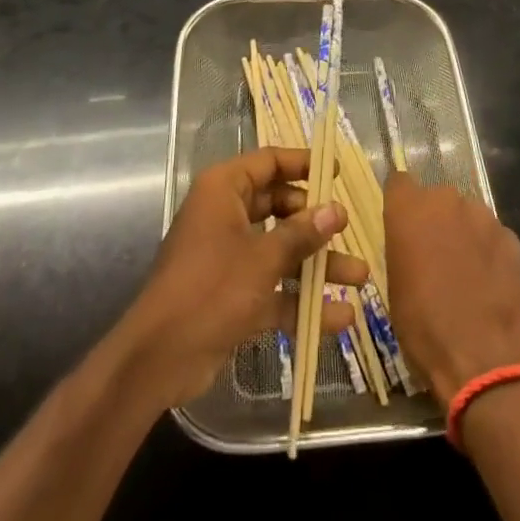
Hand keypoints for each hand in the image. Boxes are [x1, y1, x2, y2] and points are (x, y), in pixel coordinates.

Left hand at [120, 147, 367, 407]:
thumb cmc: (210, 289)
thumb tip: (336, 210)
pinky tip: (340, 318)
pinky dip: (301, 301)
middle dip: (316, 223)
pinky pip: (274, 289)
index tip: (336, 172)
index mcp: (224, 190)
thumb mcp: (262, 258)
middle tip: (348, 229)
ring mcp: (230, 257)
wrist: (159, 359)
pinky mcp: (233, 296)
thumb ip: (301, 234)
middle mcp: (227, 215)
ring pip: (281, 250)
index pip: (269, 161)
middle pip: (279, 207)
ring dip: (317, 266)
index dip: (303, 163)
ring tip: (360, 277)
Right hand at [383, 172, 519, 402]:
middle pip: (437, 198)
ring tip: (467, 274)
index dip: (401, 201)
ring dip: (464, 234)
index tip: (403, 223)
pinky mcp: (511, 237)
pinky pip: (493, 237)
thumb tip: (413, 241)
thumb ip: (403, 247)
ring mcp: (483, 216)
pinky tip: (490, 285)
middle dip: (435, 220)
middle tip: (435, 256)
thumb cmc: (424, 327)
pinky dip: (489, 253)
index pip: (399, 182)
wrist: (483, 359)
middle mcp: (446, 200)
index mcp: (410, 209)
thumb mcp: (395, 286)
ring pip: (467, 215)